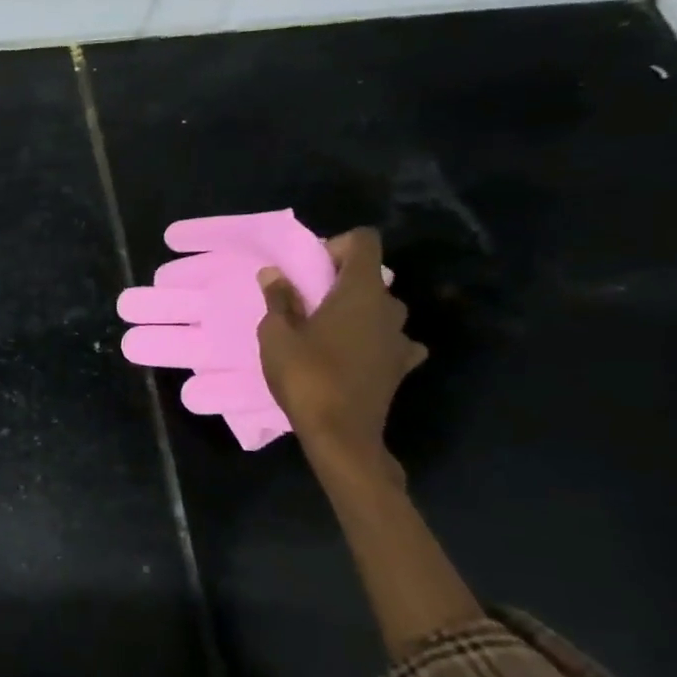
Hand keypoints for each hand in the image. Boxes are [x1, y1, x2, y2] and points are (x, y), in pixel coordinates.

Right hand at [257, 229, 425, 466]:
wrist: (341, 435)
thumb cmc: (306, 376)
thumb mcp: (277, 335)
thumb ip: (279, 299)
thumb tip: (274, 273)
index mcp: (361, 290)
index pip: (364, 241)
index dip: (336, 246)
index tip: (311, 271)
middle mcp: (389, 307)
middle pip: (371, 276)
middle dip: (341, 283)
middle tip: (309, 304)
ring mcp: (400, 338)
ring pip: (381, 309)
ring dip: (357, 313)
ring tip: (326, 334)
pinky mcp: (401, 366)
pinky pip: (391, 341)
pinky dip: (375, 341)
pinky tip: (354, 357)